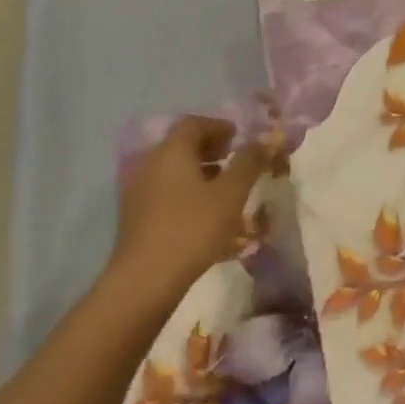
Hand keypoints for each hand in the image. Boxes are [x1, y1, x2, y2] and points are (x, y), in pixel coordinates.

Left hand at [114, 117, 270, 293]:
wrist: (146, 279)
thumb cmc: (193, 228)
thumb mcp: (231, 193)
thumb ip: (250, 162)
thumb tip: (269, 136)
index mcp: (171, 152)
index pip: (193, 124)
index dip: (218, 127)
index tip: (239, 138)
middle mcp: (150, 165)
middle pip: (181, 146)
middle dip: (210, 150)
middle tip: (235, 160)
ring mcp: (139, 192)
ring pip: (173, 172)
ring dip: (200, 174)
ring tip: (226, 190)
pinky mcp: (136, 217)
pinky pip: (166, 193)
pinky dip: (187, 194)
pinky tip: (206, 216)